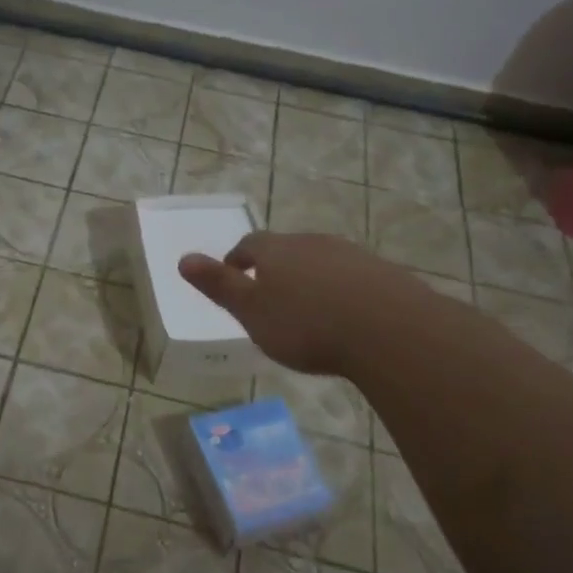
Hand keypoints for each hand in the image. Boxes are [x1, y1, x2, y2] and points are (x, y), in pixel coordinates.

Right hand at [179, 230, 421, 375]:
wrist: (389, 330)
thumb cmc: (306, 324)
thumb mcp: (251, 311)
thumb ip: (219, 285)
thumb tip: (183, 258)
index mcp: (276, 251)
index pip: (249, 244)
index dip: (238, 259)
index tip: (234, 276)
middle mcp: (312, 243)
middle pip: (286, 249)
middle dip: (275, 268)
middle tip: (270, 295)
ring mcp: (351, 255)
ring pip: (320, 261)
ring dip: (310, 278)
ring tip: (308, 308)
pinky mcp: (382, 273)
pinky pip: (352, 277)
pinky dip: (341, 290)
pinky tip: (345, 315)